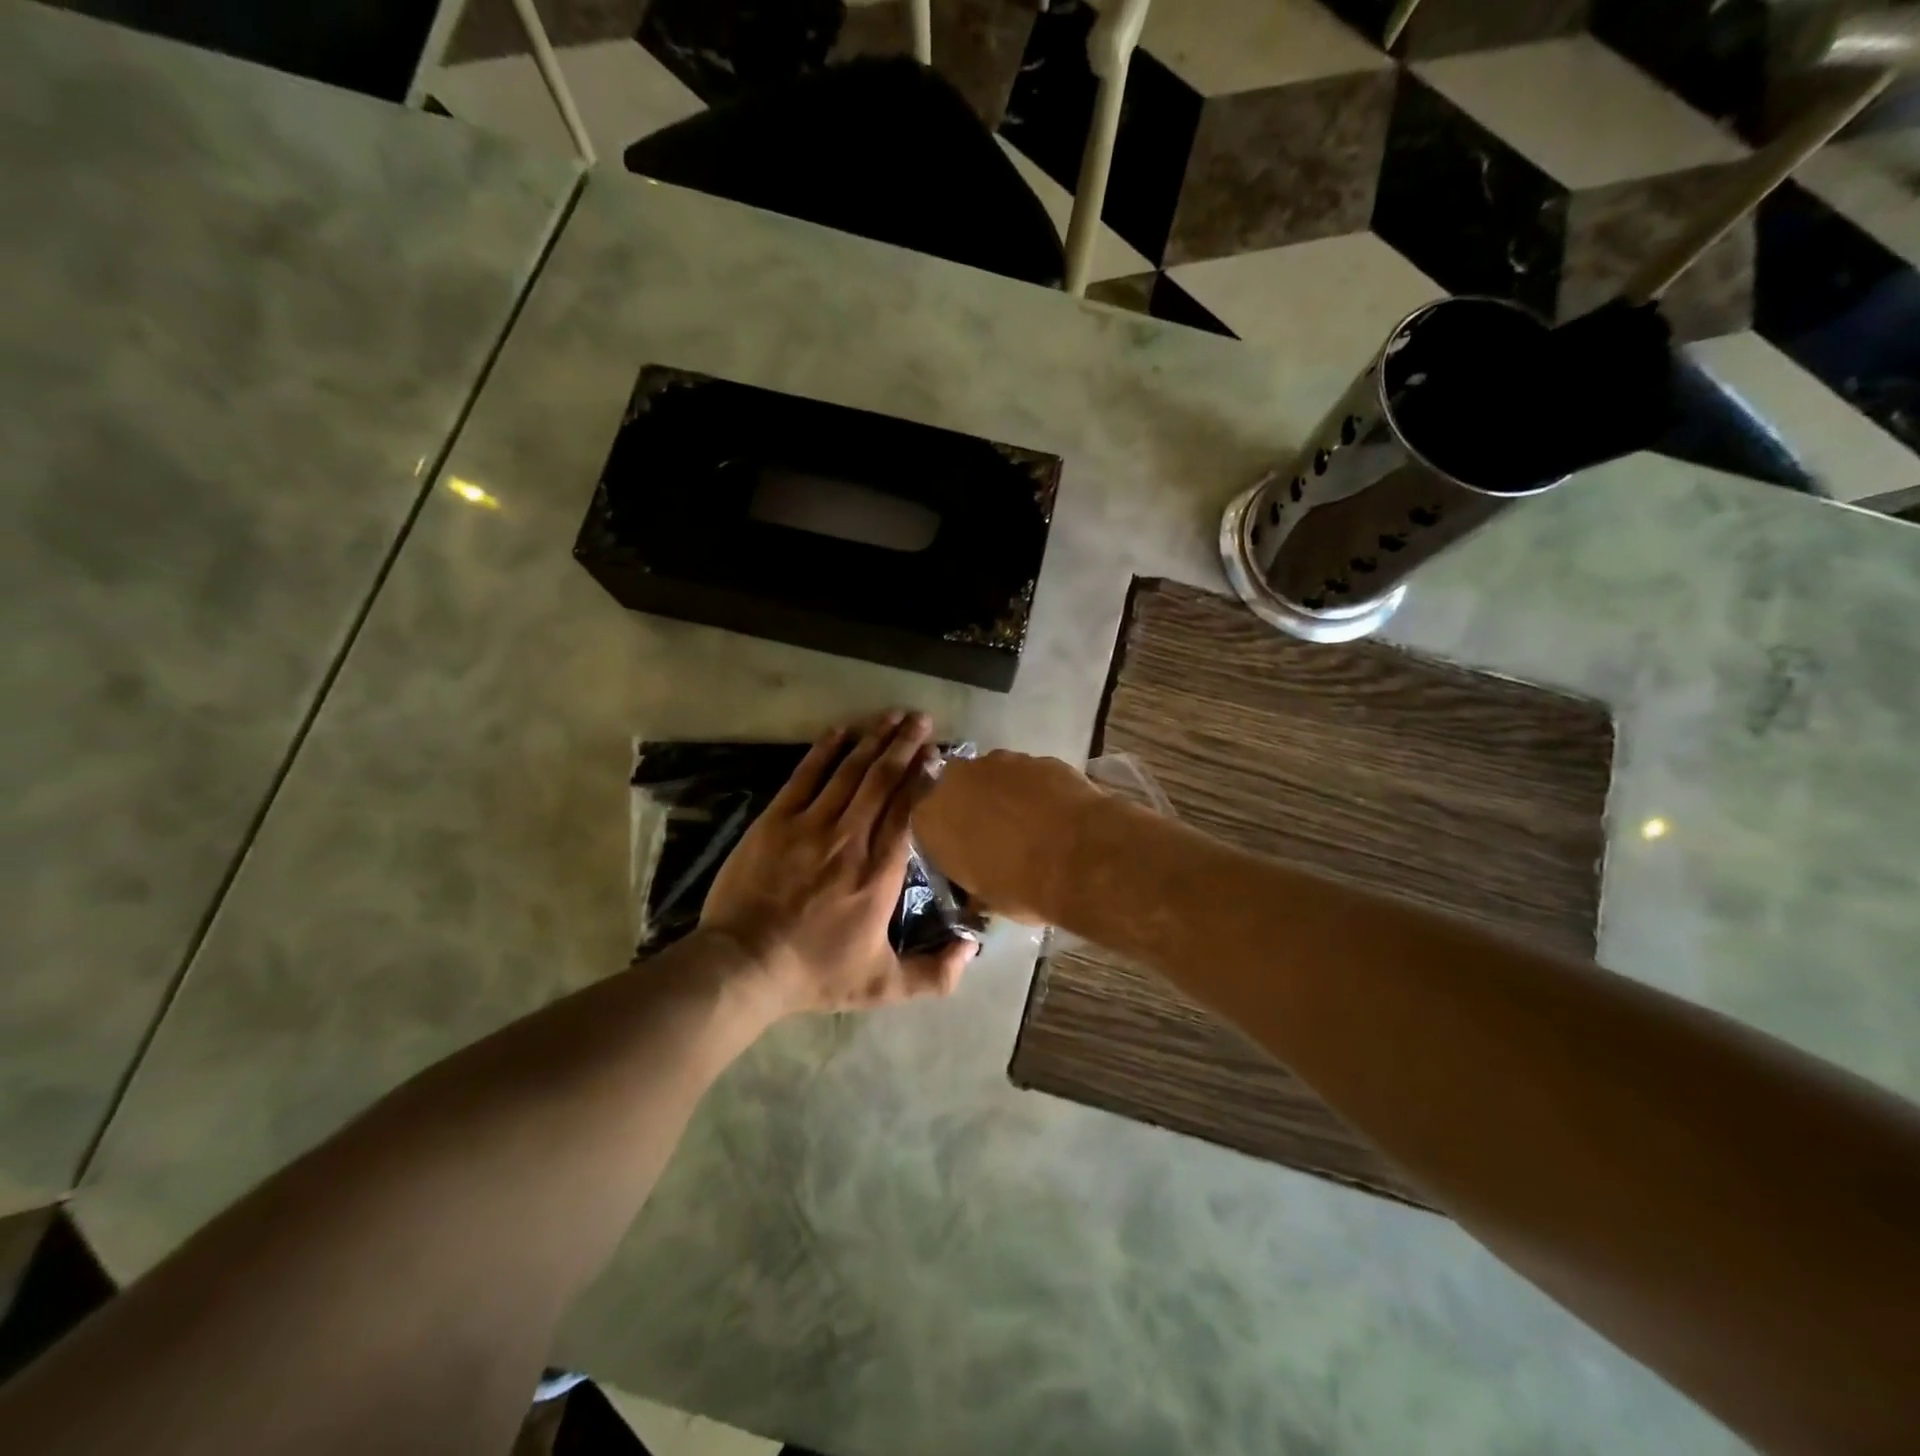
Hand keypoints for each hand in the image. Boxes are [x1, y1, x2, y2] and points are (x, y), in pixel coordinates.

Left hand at [701, 712, 977, 1014]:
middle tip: (922, 719)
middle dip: (904, 745)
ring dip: (873, 739)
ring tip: (892, 715)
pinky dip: (824, 751)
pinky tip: (840, 730)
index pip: (907, 811)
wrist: (744, 965)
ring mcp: (811, 824)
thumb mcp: (882, 986)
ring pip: (850, 771)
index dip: (922, 777)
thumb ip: (934, 974)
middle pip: (883, 780)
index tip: (935, 753)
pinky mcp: (776, 820)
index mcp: (880, 872)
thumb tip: (973, 949)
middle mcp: (851, 838)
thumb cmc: (815, 973)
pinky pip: (805, 776)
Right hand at [911, 749, 1105, 923]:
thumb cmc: (1020, 886)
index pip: (926, 822)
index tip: (963, 852)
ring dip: (1004, 794)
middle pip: (957, 789)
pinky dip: (1036, 789)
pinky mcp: (1037, 757)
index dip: (946, 836)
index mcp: (930, 818)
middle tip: (994, 833)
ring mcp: (999, 762)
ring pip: (993, 776)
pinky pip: (1029, 774)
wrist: (1078, 856)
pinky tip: (1054, 811)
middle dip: (972, 806)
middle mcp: (956, 780)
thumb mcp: (985, 899)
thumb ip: (971, 883)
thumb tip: (977, 889)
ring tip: (1030, 822)